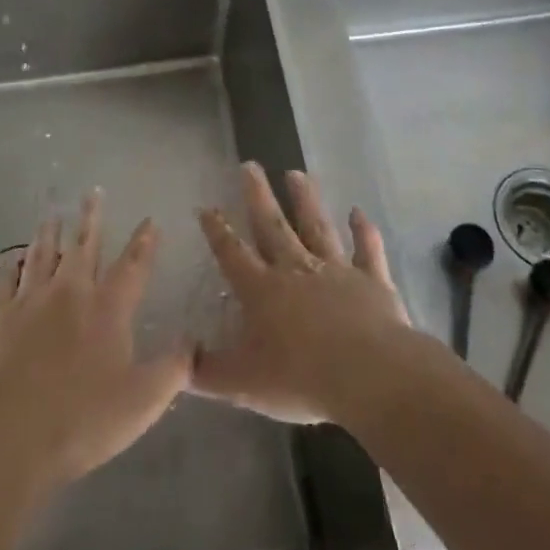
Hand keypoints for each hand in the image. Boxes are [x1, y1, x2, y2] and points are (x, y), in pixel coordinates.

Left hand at [0, 191, 192, 489]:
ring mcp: (29, 300)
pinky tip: (9, 265)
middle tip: (93, 192)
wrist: (11, 432)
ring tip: (52, 214)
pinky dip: (8, 270)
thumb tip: (193, 344)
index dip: (144, 243)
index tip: (149, 220)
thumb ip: (173, 370)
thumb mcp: (143, 402)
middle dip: (92, 218)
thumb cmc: (83, 418)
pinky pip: (2, 282)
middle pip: (84, 246)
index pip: (133, 266)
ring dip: (49, 233)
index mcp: (108, 308)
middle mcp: (70, 292)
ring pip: (41, 254)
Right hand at [194, 163, 410, 424]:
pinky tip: (359, 212)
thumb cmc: (300, 378)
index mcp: (262, 290)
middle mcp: (295, 270)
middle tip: (251, 165)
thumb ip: (207, 373)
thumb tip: (178, 360)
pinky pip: (367, 250)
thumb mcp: (242, 384)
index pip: (232, 253)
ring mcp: (335, 271)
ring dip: (306, 200)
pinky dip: (363, 231)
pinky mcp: (371, 280)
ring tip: (296, 173)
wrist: (369, 375)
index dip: (217, 231)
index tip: (207, 207)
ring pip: (317, 227)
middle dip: (258, 196)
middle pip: (272, 226)